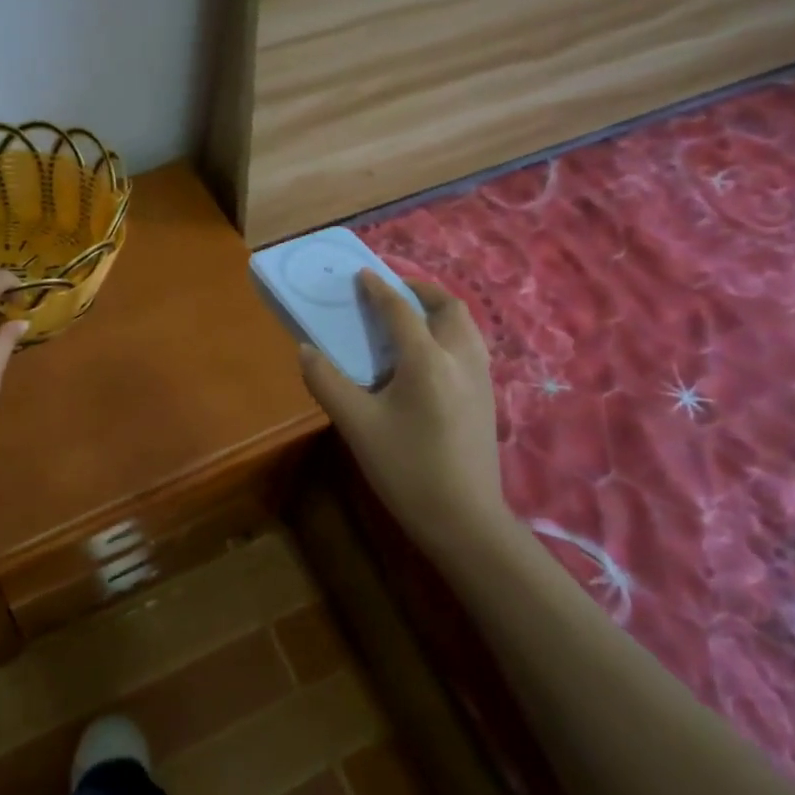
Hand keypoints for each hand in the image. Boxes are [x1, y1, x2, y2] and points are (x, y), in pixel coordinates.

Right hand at [298, 273, 507, 549]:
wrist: (464, 520)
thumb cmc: (406, 469)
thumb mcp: (356, 425)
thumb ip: (327, 382)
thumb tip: (306, 350)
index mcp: (427, 361)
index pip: (400, 311)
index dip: (379, 289)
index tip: (363, 274)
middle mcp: (460, 359)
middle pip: (449, 307)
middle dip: (421, 291)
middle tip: (393, 293)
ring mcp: (481, 379)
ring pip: (466, 326)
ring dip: (439, 311)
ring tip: (411, 319)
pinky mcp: (488, 399)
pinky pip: (471, 347)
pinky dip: (450, 333)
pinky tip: (430, 358)